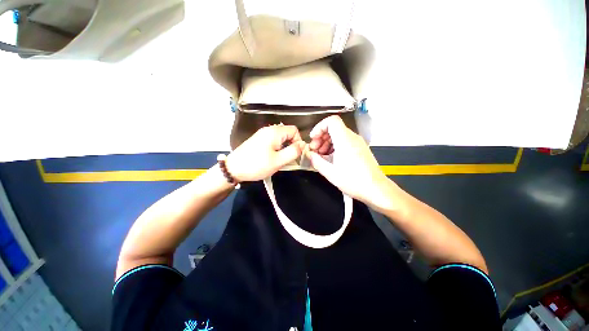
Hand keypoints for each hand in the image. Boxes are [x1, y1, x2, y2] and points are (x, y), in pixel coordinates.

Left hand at [227, 125, 305, 181]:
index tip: (296, 154)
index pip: (294, 130)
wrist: (234, 168)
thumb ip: (293, 152)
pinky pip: (273, 140)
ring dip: (284, 147)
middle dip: (291, 145)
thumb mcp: (278, 161)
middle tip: (289, 158)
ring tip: (281, 159)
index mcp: (275, 132)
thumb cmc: (257, 165)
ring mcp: (262, 134)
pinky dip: (277, 147)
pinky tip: (273, 157)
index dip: (298, 141)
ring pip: (281, 137)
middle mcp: (269, 129)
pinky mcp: (258, 139)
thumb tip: (303, 145)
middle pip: (288, 133)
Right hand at [306, 115, 396, 210]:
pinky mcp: (360, 149)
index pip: (331, 121)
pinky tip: (331, 159)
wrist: (375, 189)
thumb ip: (316, 161)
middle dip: (321, 137)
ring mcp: (357, 143)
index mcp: (345, 140)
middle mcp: (352, 138)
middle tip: (315, 150)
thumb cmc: (354, 181)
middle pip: (333, 128)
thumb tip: (310, 155)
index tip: (313, 139)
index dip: (319, 127)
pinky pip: (344, 142)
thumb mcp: (330, 173)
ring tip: (321, 156)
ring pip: (338, 135)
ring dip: (327, 143)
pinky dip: (334, 147)